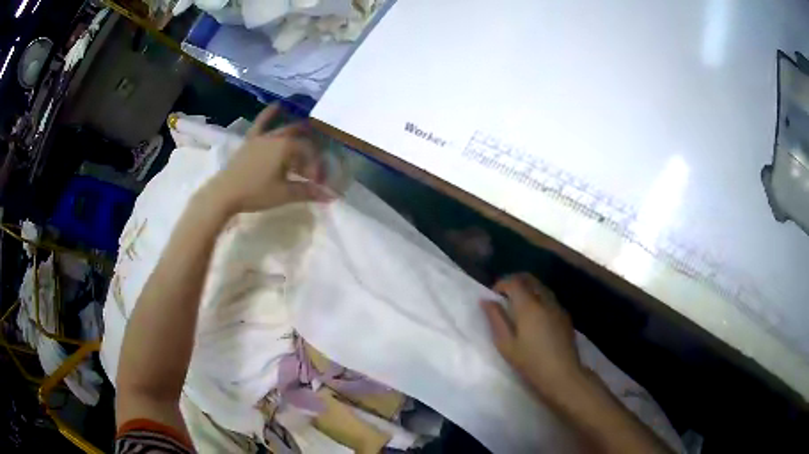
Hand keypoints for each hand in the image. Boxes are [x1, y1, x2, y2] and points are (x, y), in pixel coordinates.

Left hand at [204, 104, 331, 214]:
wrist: (225, 193)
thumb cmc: (255, 193)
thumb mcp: (284, 194)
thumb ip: (307, 192)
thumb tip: (330, 196)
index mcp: (286, 147)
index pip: (309, 151)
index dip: (316, 166)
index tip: (316, 182)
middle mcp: (276, 137)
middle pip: (300, 139)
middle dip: (310, 150)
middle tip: (313, 165)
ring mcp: (262, 136)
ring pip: (284, 128)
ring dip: (298, 130)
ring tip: (308, 130)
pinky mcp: (250, 140)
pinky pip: (261, 122)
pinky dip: (270, 113)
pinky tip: (278, 106)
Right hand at [482, 273, 582, 397]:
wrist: (562, 374)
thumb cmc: (530, 362)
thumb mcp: (506, 344)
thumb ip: (496, 319)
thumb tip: (486, 301)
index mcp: (528, 306)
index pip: (514, 282)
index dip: (502, 284)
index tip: (493, 294)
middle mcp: (545, 301)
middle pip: (530, 279)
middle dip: (515, 282)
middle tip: (504, 295)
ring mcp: (558, 307)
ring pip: (541, 287)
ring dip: (528, 289)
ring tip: (518, 305)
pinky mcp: (565, 316)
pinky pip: (550, 298)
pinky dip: (539, 298)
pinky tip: (535, 315)